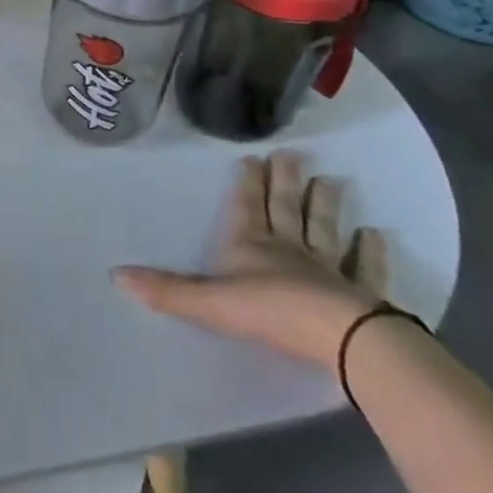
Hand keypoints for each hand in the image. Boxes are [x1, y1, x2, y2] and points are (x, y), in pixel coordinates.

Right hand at [113, 151, 389, 366]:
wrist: (338, 338)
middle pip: (285, 208)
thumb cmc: (268, 313)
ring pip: (323, 229)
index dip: (248, 183)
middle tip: (293, 153)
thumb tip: (114, 274)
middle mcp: (288, 249)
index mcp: (251, 246)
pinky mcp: (360, 295)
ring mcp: (327, 269)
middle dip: (285, 181)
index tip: (253, 156)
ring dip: (325, 205)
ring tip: (333, 180)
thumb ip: (166, 289)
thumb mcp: (208, 302)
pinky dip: (372, 252)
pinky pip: (366, 269)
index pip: (246, 207)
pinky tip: (377, 234)